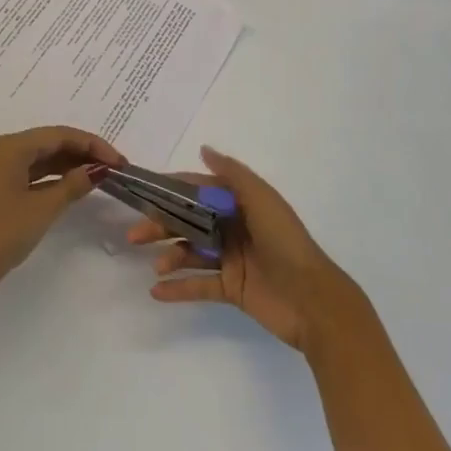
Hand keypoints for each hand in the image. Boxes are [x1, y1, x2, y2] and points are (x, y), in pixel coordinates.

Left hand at [0, 127, 125, 297]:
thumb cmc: (2, 232)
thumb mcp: (42, 208)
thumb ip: (72, 185)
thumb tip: (97, 170)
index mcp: (12, 146)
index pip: (61, 135)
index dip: (93, 145)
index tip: (119, 161)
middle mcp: (5, 150)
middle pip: (51, 142)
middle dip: (83, 152)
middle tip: (114, 168)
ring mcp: (0, 170)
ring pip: (43, 158)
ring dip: (71, 165)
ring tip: (100, 176)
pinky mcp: (0, 189)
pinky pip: (33, 173)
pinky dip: (55, 178)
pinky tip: (74, 186)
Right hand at [129, 146, 368, 352]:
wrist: (314, 301)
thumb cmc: (286, 242)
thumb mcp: (262, 199)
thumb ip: (232, 174)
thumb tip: (204, 149)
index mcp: (240, 203)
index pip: (199, 191)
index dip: (173, 190)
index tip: (145, 191)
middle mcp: (233, 228)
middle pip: (189, 222)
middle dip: (162, 225)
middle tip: (135, 234)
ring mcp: (231, 259)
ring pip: (191, 252)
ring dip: (169, 256)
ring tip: (155, 265)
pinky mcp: (231, 289)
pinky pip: (199, 285)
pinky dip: (178, 288)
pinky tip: (156, 291)